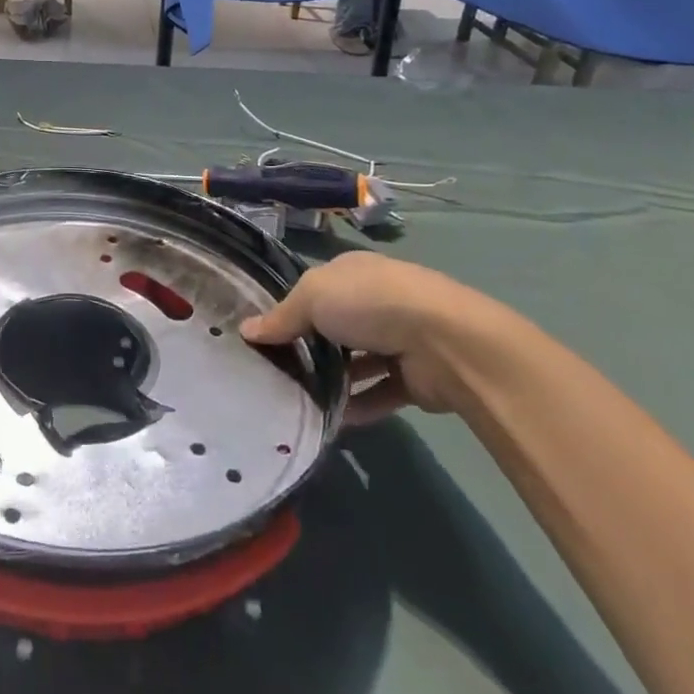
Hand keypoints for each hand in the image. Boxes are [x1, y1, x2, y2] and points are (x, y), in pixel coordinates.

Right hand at [242, 251, 518, 425]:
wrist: (446, 342)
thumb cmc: (370, 303)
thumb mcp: (311, 298)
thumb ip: (280, 318)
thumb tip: (246, 330)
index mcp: (353, 272)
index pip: (314, 288)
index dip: (289, 308)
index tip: (262, 334)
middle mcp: (377, 301)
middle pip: (335, 325)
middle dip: (309, 347)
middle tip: (275, 370)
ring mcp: (399, 339)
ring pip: (356, 361)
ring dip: (333, 380)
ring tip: (297, 399)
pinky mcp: (415, 378)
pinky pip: (378, 393)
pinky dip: (357, 406)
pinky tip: (330, 421)